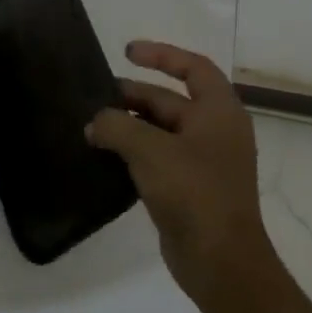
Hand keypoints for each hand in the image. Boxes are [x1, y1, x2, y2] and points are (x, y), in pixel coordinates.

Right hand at [86, 40, 266, 304]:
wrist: (220, 260)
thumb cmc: (194, 192)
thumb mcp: (149, 150)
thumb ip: (116, 126)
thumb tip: (95, 123)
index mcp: (219, 113)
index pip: (194, 68)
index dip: (162, 55)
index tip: (127, 52)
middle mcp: (215, 132)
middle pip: (170, 100)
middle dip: (133, 95)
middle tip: (95, 96)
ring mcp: (203, 162)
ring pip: (160, 130)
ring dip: (128, 125)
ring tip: (92, 126)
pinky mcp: (188, 188)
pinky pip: (156, 157)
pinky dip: (132, 151)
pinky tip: (104, 156)